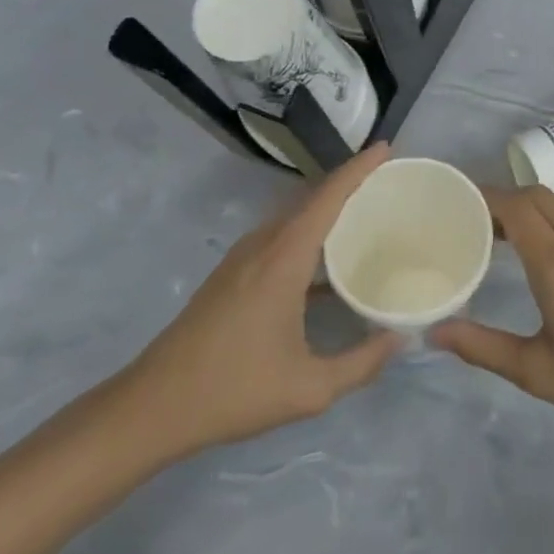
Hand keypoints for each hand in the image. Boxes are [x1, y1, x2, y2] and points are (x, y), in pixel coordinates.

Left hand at [112, 144, 401, 464]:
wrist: (153, 406)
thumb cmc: (234, 390)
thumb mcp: (309, 388)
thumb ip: (362, 363)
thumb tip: (400, 339)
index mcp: (284, 258)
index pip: (328, 196)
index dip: (359, 168)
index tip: (386, 147)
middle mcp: (263, 245)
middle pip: (312, 199)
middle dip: (350, 184)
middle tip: (390, 185)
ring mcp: (243, 257)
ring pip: (294, 217)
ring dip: (328, 209)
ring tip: (366, 216)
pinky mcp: (232, 273)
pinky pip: (281, 237)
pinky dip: (310, 234)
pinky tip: (327, 263)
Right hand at [429, 187, 553, 442]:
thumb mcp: (538, 372)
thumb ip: (483, 348)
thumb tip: (435, 333)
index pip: (516, 207)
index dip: (487, 199)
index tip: (463, 207)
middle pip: (539, 195)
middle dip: (508, 199)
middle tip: (484, 225)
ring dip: (537, 209)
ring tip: (515, 238)